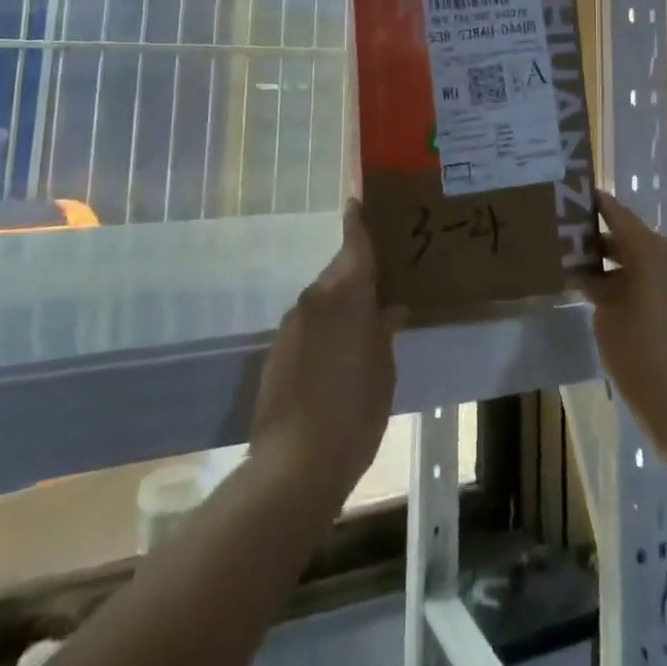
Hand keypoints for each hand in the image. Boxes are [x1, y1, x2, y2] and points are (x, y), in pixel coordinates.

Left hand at [249, 200, 403, 507]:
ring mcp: (291, 324)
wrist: (294, 465)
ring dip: (339, 306)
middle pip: (338, 272)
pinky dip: (323, 329)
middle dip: (356, 274)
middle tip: (380, 285)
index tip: (356, 201)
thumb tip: (390, 308)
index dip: (357, 221)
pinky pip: (307, 325)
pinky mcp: (276, 351)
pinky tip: (335, 358)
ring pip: (322, 300)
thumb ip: (385, 330)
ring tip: (361, 328)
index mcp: (347, 293)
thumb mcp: (384, 370)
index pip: (354, 243)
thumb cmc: (355, 410)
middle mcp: (316, 297)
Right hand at [580, 190, 666, 467]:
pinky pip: (660, 280)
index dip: (594, 203)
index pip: (616, 213)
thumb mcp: (607, 319)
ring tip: (584, 272)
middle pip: (632, 237)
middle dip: (601, 240)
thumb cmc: (643, 361)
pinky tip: (613, 297)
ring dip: (619, 264)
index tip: (572, 194)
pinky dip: (637, 282)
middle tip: (568, 240)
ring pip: (646, 260)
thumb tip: (588, 271)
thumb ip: (596, 286)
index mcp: (652, 251)